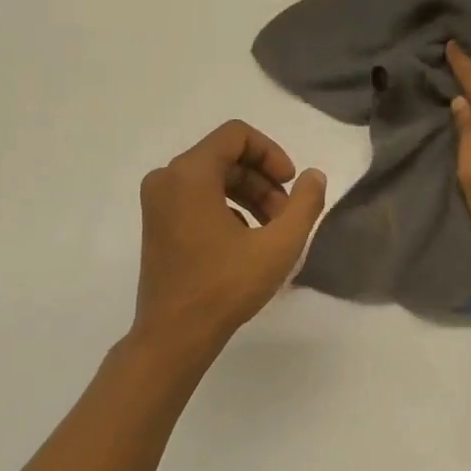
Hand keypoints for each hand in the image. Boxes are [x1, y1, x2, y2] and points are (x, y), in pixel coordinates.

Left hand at [133, 121, 326, 351]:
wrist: (174, 335)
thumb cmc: (225, 287)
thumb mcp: (279, 245)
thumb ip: (305, 204)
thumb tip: (314, 176)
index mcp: (189, 174)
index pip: (236, 135)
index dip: (272, 153)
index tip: (291, 185)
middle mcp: (167, 178)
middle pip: (225, 157)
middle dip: (263, 180)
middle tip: (286, 216)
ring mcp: (157, 202)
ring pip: (213, 178)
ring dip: (249, 195)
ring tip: (272, 231)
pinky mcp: (157, 223)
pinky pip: (197, 198)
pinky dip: (227, 209)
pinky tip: (246, 242)